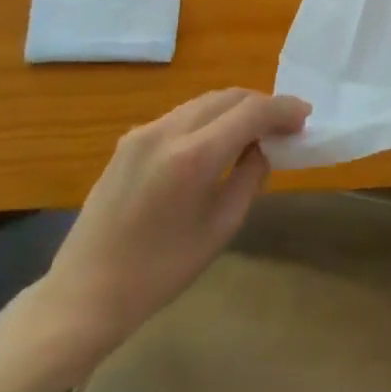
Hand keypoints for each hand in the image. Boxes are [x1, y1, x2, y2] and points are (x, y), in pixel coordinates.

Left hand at [32, 90, 308, 367]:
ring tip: (257, 132)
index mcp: (194, 156)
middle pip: (229, 97)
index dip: (284, 109)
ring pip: (205, 102)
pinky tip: (219, 142)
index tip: (305, 118)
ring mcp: (143, 133)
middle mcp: (167, 131)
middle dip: (263, 105)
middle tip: (286, 126)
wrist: (84, 294)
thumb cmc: (161, 271)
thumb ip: (251, 176)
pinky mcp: (129, 141)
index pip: (253, 111)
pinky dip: (210, 119)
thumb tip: (265, 147)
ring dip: (236, 109)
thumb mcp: (222, 225)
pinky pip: (182, 116)